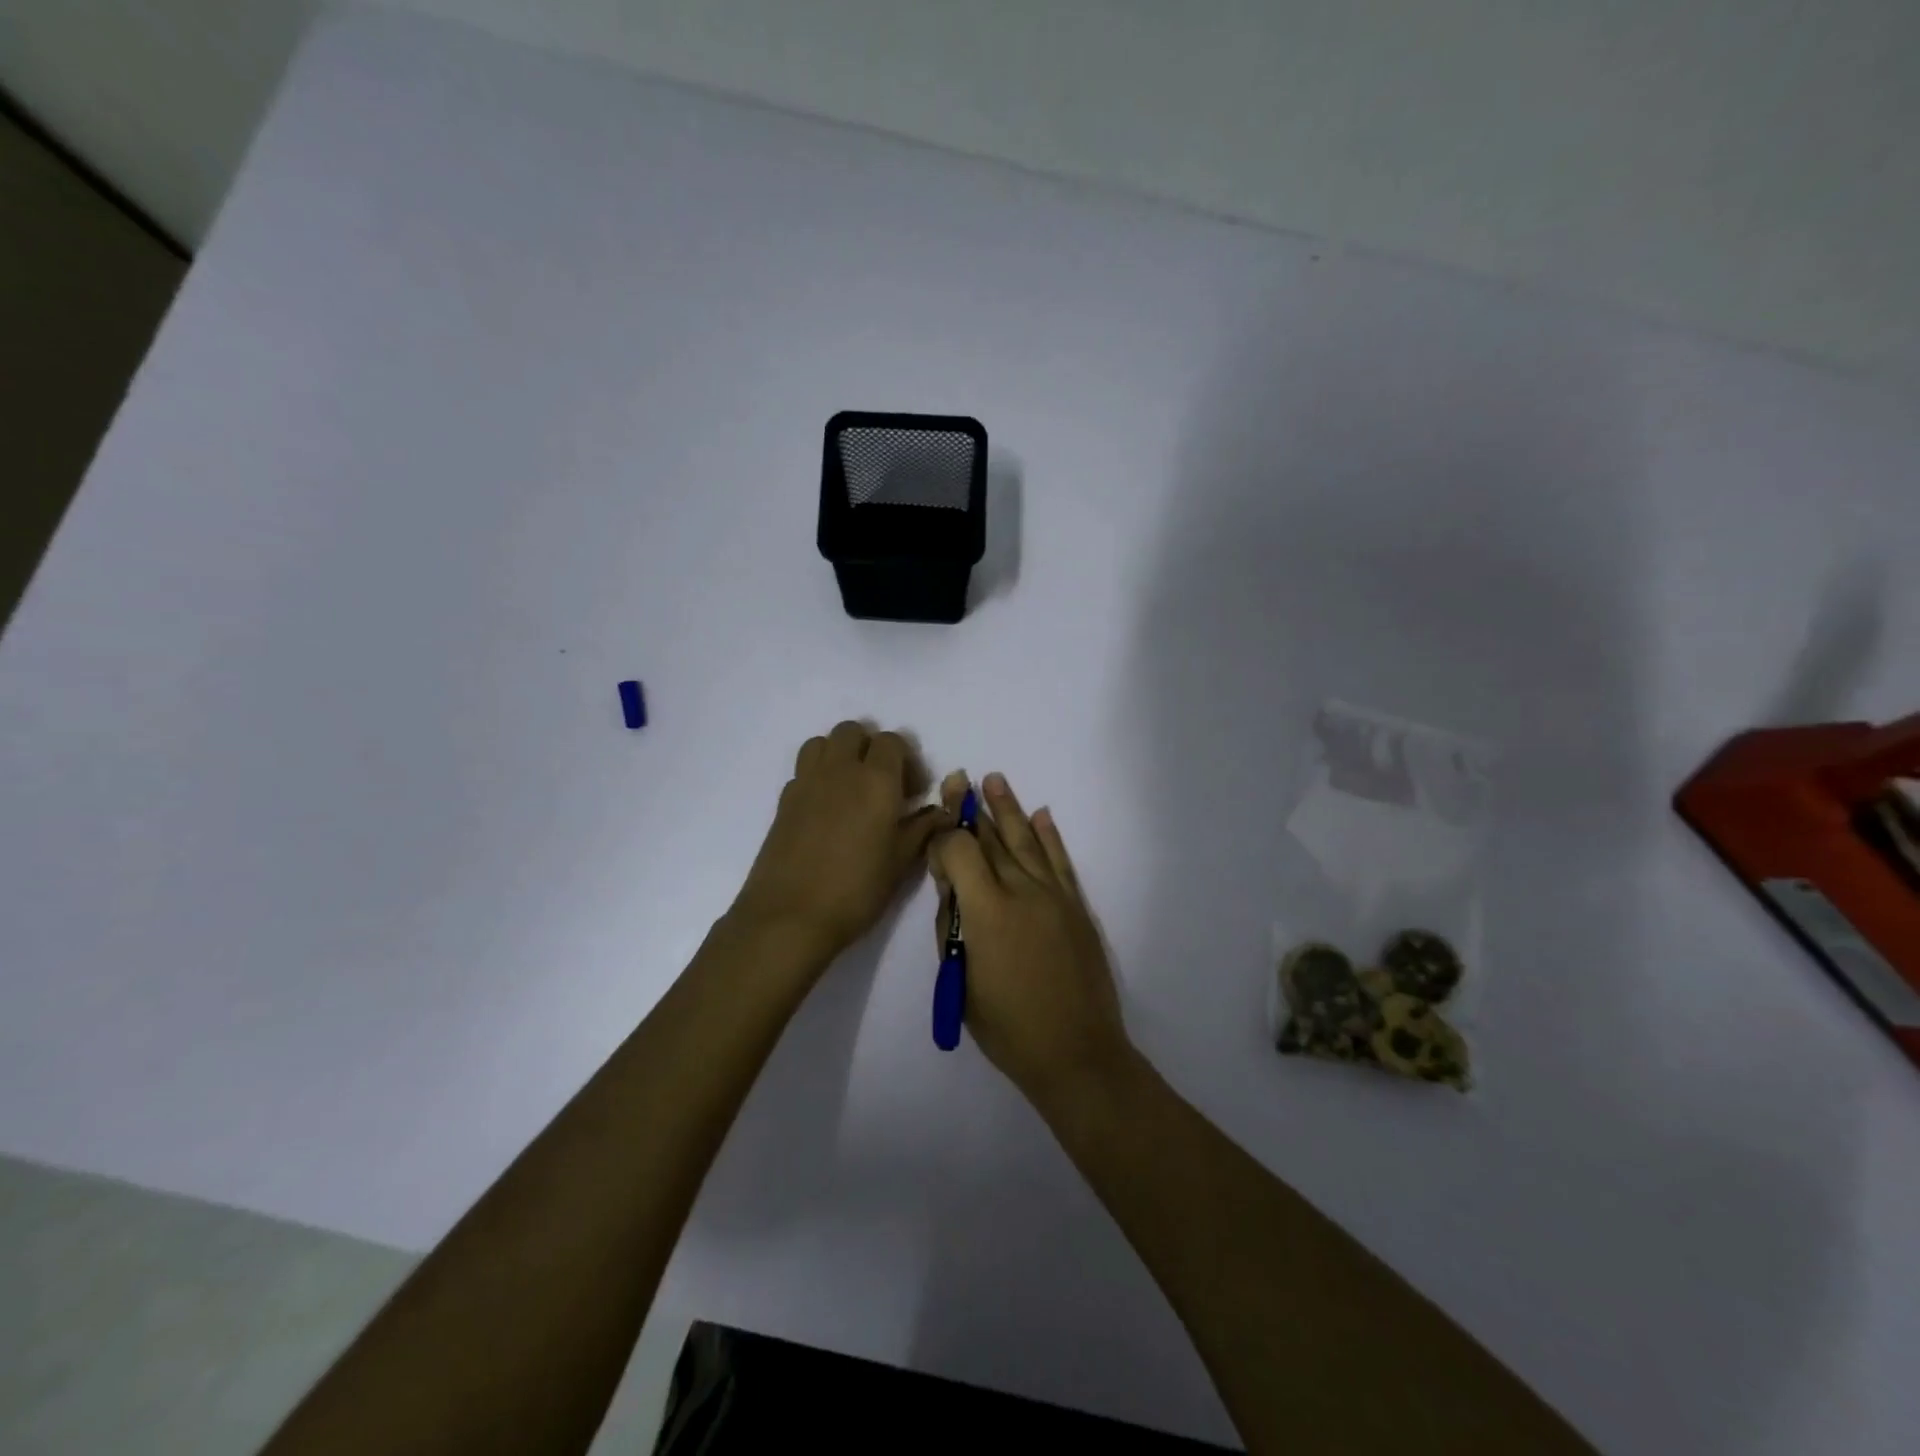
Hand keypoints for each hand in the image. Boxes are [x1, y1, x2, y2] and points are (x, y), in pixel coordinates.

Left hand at [733, 721, 946, 963]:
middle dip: (870, 748)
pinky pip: (804, 770)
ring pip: (822, 743)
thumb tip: (942, 812)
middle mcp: (839, 769)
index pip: (892, 741)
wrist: (790, 915)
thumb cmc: (856, 889)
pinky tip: (826, 811)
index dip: (906, 761)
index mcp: (875, 779)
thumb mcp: (901, 862)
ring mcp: (806, 782)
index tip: (912, 793)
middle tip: (882, 785)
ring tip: (851, 789)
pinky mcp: (784, 800)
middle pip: (852, 731)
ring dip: (839, 754)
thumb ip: (923, 829)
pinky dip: (818, 777)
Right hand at [929, 771, 1131, 1109]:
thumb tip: (951, 889)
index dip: (943, 838)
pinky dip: (1050, 836)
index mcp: (988, 910)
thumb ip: (952, 927)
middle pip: (993, 838)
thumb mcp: (960, 981)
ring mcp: (1054, 896)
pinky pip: (1061, 861)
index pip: (960, 850)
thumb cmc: (1007, 1027)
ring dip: (1010, 809)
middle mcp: (1022, 891)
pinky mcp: (1076, 907)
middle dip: (972, 808)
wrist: (1076, 1052)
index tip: (933, 839)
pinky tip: (1042, 815)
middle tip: (960, 779)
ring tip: (995, 780)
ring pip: (1027, 840)